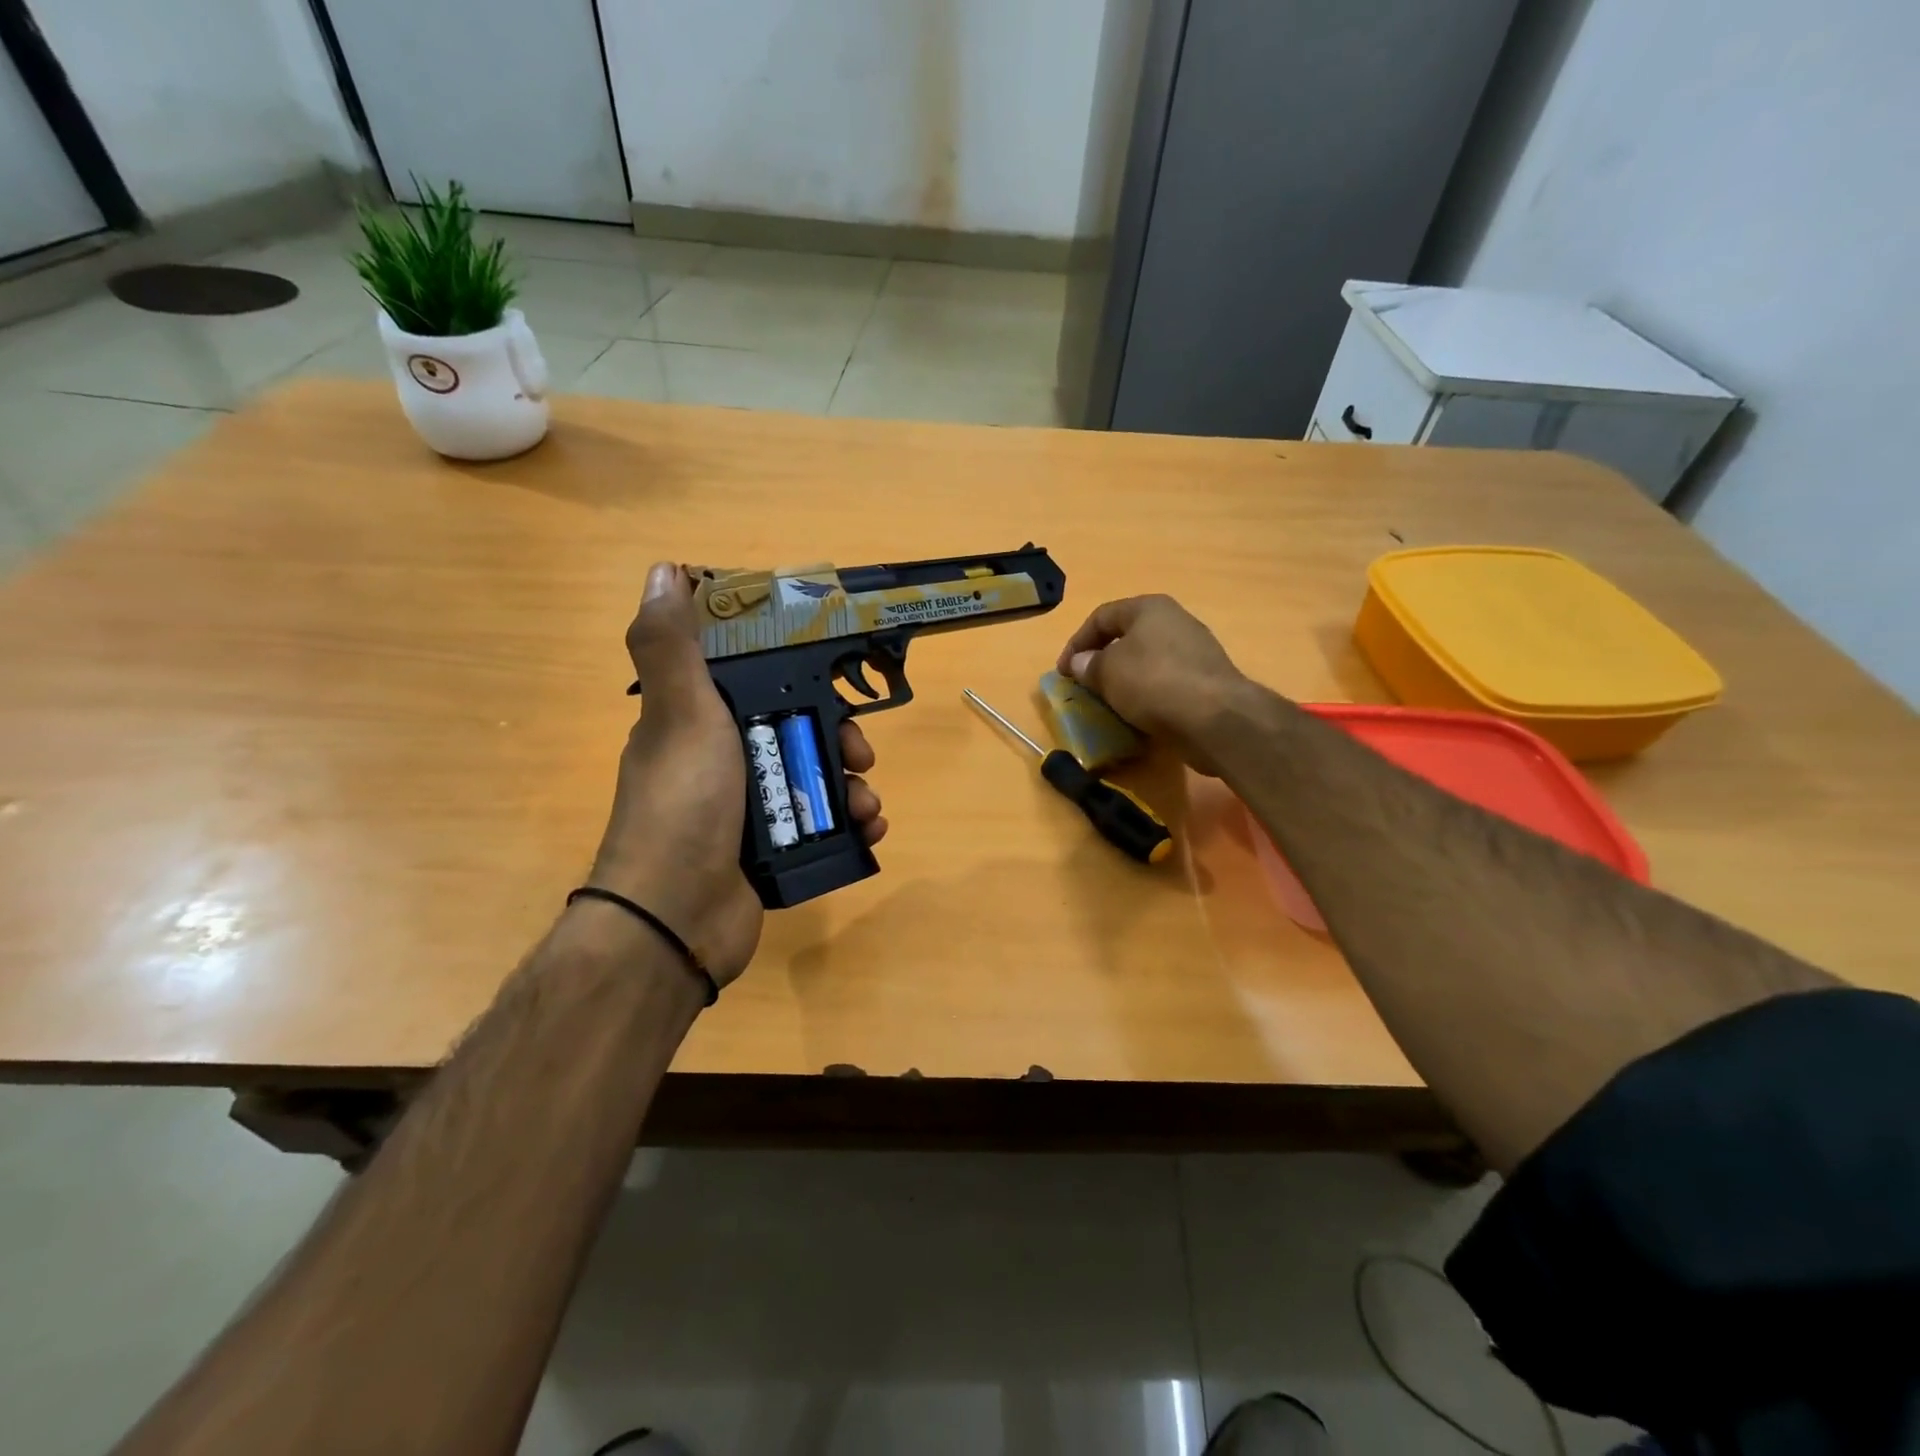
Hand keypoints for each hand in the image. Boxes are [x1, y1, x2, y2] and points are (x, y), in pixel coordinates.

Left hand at [589, 562, 887, 986]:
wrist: (677, 919)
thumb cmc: (684, 805)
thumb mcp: (680, 715)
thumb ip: (670, 646)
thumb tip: (663, 569)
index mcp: (698, 723)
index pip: (756, 683)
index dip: (797, 675)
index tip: (832, 677)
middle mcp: (722, 762)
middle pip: (798, 732)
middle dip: (839, 737)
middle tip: (860, 752)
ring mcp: (748, 810)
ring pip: (816, 780)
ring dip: (853, 786)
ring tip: (869, 802)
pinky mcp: (771, 851)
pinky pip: (822, 825)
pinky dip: (851, 824)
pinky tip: (870, 828)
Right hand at [1056, 594, 1257, 776]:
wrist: (1216, 718)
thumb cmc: (1153, 682)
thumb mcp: (1107, 672)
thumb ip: (1088, 665)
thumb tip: (1079, 663)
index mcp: (1150, 608)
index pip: (1101, 616)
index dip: (1076, 642)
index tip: (1063, 672)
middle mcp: (1175, 621)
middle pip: (1127, 637)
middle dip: (1102, 661)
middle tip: (1085, 686)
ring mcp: (1195, 651)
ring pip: (1147, 661)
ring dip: (1124, 680)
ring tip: (1109, 703)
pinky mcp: (1206, 681)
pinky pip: (1166, 683)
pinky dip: (1147, 695)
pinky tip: (1138, 714)